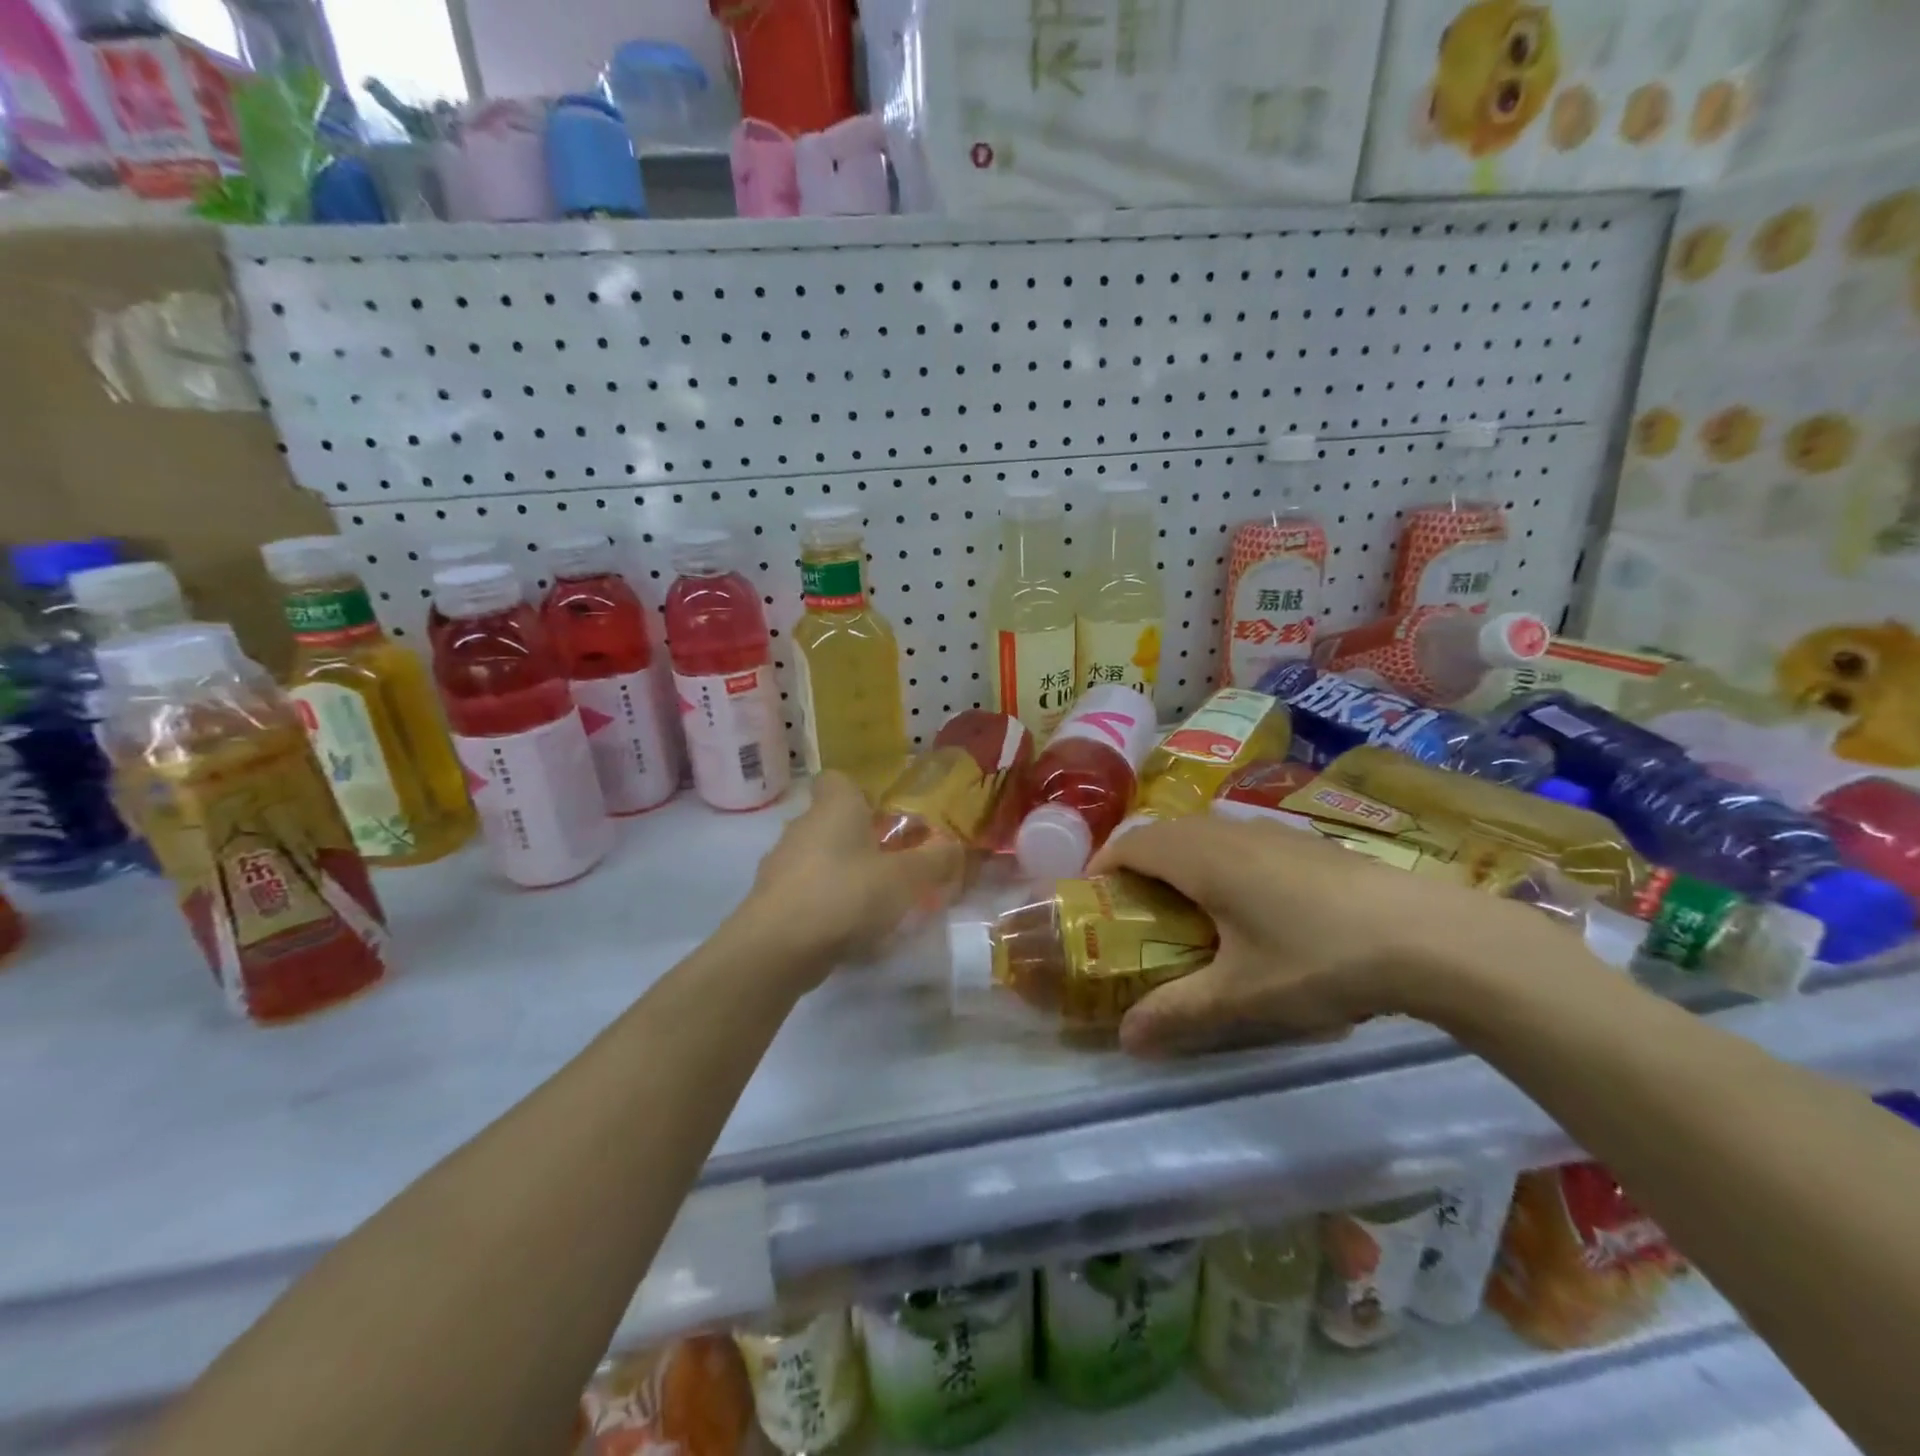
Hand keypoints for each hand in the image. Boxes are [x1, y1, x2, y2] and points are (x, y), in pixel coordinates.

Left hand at [735, 771, 963, 987]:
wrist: (777, 948)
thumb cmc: (846, 895)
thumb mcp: (906, 878)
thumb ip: (935, 860)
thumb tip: (954, 847)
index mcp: (833, 807)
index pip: (837, 779)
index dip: (861, 793)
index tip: (884, 817)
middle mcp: (802, 826)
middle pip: (831, 821)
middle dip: (859, 840)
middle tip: (891, 864)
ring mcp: (780, 864)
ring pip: (818, 858)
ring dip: (842, 874)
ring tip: (874, 903)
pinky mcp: (770, 899)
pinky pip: (805, 891)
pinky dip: (824, 904)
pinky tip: (847, 930)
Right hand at [1088, 812, 1561, 1057]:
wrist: (1428, 935)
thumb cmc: (1318, 958)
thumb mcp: (1242, 995)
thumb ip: (1178, 1013)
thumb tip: (1126, 1039)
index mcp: (1200, 856)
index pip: (1130, 843)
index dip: (1102, 866)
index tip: (1092, 900)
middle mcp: (1227, 831)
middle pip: (1162, 834)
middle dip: (1137, 867)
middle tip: (1134, 913)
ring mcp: (1269, 831)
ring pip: (1203, 834)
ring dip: (1180, 863)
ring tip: (1186, 911)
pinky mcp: (1303, 841)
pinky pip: (1237, 841)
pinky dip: (1218, 863)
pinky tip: (1247, 907)